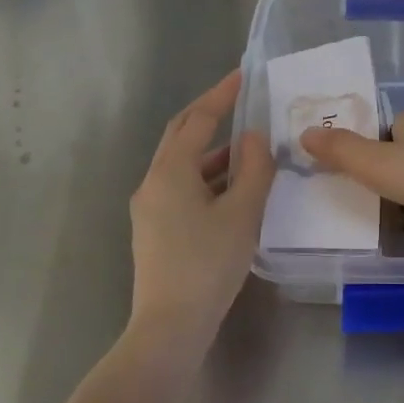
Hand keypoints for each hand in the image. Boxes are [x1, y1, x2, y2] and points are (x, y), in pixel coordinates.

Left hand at [129, 70, 272, 348]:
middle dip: (209, 114)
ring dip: (211, 150)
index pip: (198, 119)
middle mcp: (153, 181)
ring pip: (181, 164)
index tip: (243, 76)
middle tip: (238, 99)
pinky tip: (231, 189)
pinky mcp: (154, 229)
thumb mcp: (242, 213)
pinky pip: (180, 186)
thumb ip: (253, 169)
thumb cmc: (208, 264)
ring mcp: (149, 207)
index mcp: (171, 170)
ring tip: (247, 148)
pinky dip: (206, 176)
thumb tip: (254, 137)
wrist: (169, 327)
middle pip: (181, 135)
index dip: (222, 95)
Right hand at [299, 110, 403, 265]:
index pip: (375, 130)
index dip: (352, 147)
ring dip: (393, 202)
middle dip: (371, 178)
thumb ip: (342, 151)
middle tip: (339, 201)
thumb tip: (303, 132)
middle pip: (394, 158)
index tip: (329, 172)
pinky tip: (399, 238)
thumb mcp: (382, 164)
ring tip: (361, 223)